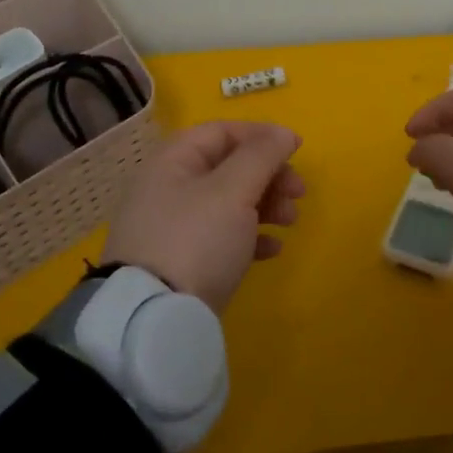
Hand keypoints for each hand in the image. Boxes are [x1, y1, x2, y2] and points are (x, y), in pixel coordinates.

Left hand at [102, 122, 303, 311]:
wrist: (153, 320)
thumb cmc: (196, 239)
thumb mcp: (233, 190)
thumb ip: (261, 155)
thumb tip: (282, 133)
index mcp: (173, 162)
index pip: (221, 132)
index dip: (261, 135)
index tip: (296, 149)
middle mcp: (169, 189)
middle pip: (228, 167)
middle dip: (269, 175)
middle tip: (299, 192)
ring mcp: (173, 229)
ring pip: (229, 202)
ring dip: (266, 205)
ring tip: (290, 221)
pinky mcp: (181, 264)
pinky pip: (222, 238)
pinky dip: (250, 237)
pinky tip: (272, 250)